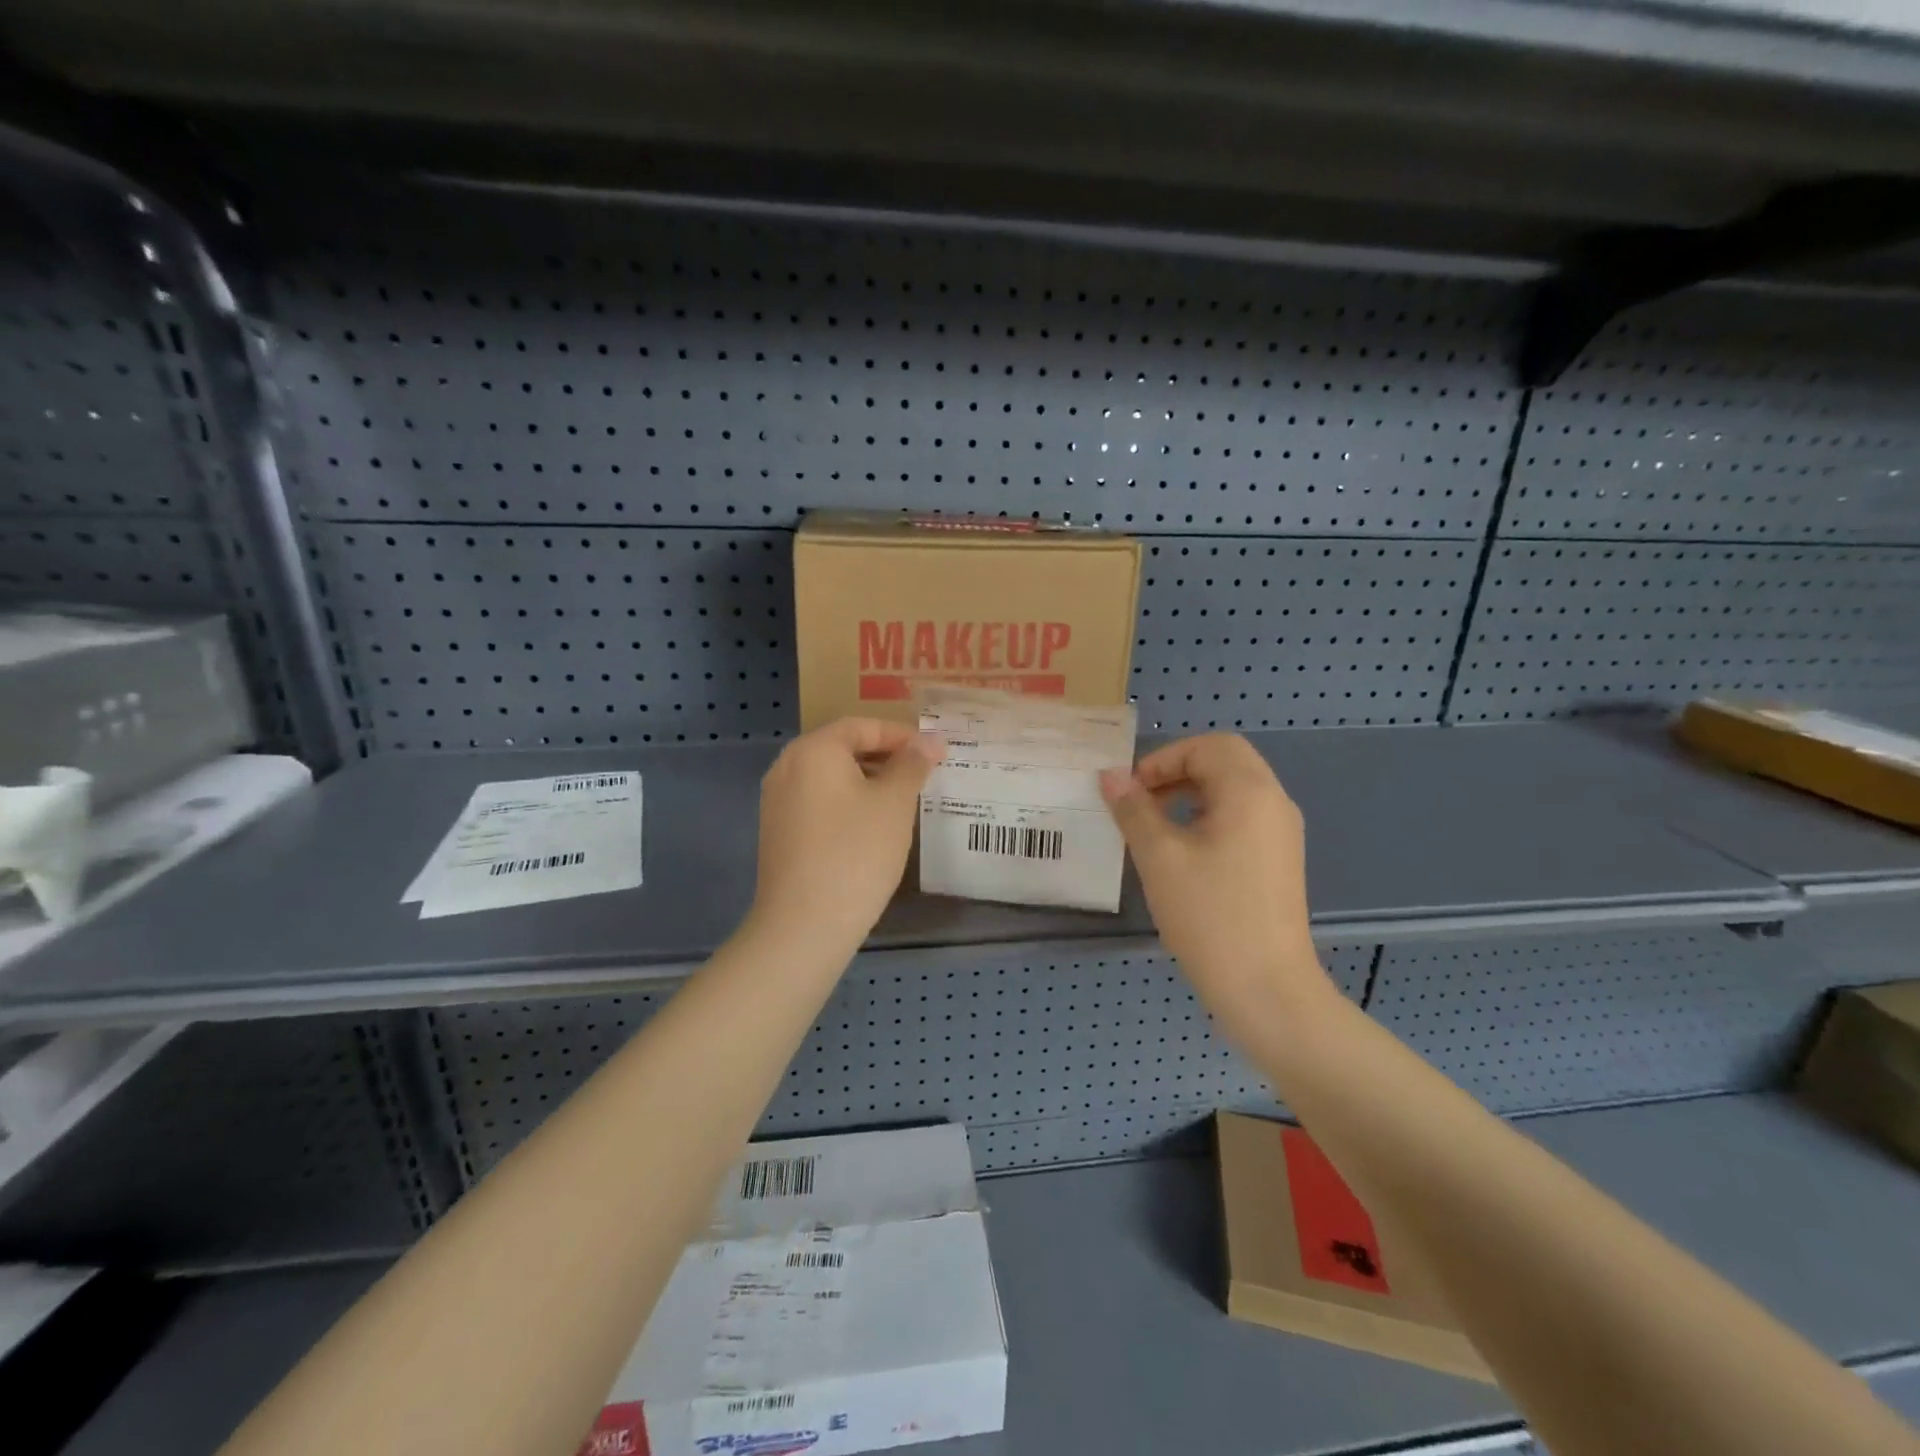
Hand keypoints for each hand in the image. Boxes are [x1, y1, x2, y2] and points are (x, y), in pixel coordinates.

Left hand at [748, 717, 942, 953]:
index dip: (901, 735)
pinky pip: (819, 802)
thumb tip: (929, 741)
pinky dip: (848, 803)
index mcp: (813, 750)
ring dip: (868, 781)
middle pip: (843, 748)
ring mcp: (777, 801)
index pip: (862, 726)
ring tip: (904, 799)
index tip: (934, 752)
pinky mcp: (779, 831)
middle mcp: (787, 766)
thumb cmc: (856, 852)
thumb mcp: (894, 803)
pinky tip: (873, 827)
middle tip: (923, 773)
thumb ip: (912, 765)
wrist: (804, 924)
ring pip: (831, 777)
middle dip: (885, 757)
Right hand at [1100, 734, 1332, 1026]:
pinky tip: (1182, 852)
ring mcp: (1281, 834)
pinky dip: (1208, 817)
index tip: (1131, 791)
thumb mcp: (1159, 858)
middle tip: (1140, 800)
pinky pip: (1241, 818)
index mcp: (1250, 792)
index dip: (1164, 759)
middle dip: (1177, 771)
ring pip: (1233, 790)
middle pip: (1225, 761)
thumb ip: (1133, 809)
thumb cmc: (1210, 916)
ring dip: (1191, 794)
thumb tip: (1111, 776)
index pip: (1208, 746)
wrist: (1266, 989)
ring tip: (1154, 825)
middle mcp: (1274, 803)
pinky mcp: (1278, 861)